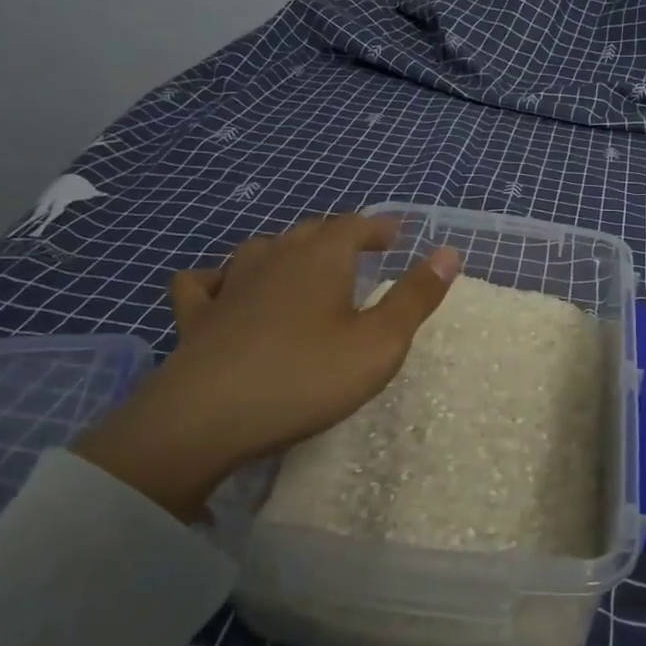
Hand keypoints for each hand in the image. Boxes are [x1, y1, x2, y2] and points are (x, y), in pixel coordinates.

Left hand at [74, 215, 460, 520]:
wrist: (205, 420)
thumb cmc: (305, 378)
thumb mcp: (379, 343)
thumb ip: (415, 297)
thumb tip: (449, 252)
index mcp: (321, 258)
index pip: (355, 225)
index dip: (378, 226)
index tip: (396, 234)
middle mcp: (275, 258)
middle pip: (310, 231)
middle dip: (338, 235)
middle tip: (358, 248)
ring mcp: (229, 285)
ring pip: (260, 249)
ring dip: (286, 249)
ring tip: (300, 264)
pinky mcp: (196, 318)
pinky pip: (202, 283)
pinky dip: (218, 278)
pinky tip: (223, 289)